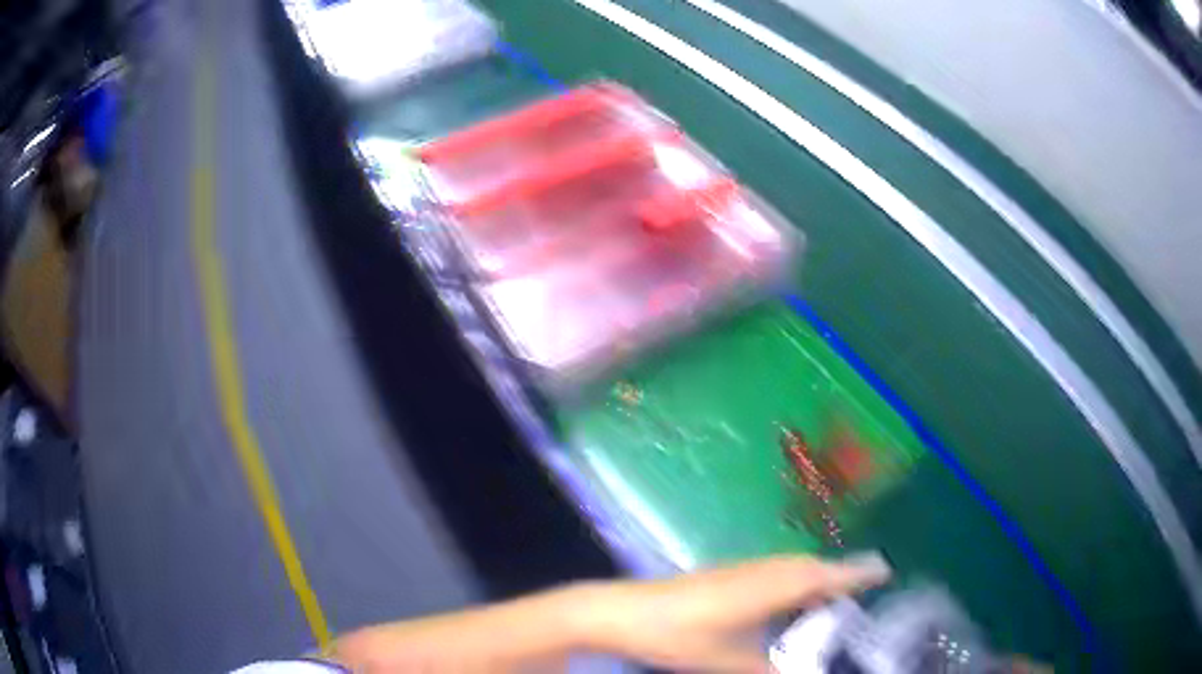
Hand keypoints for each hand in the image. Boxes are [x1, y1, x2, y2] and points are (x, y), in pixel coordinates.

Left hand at [581, 554, 890, 672]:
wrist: (623, 612)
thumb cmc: (681, 637)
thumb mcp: (731, 663)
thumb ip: (773, 671)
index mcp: (773, 586)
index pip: (827, 575)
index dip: (857, 573)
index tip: (885, 569)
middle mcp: (763, 569)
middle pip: (812, 567)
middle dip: (840, 575)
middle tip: (863, 590)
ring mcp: (741, 568)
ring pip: (792, 567)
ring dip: (815, 576)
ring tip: (831, 598)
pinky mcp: (723, 574)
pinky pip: (773, 572)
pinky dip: (791, 581)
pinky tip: (784, 602)